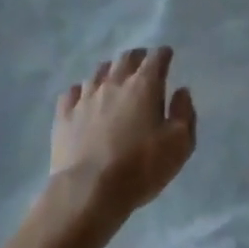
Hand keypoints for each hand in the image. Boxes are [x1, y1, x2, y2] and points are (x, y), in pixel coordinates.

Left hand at [51, 47, 196, 216]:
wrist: (88, 193)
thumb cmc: (139, 168)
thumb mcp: (179, 145)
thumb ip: (184, 114)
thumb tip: (181, 92)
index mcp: (144, 86)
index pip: (156, 57)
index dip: (163, 54)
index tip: (167, 57)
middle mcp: (114, 83)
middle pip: (126, 57)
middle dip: (137, 57)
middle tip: (143, 66)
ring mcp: (86, 97)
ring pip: (99, 71)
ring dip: (110, 72)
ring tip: (114, 81)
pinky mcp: (64, 116)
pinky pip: (72, 93)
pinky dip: (81, 92)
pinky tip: (84, 100)